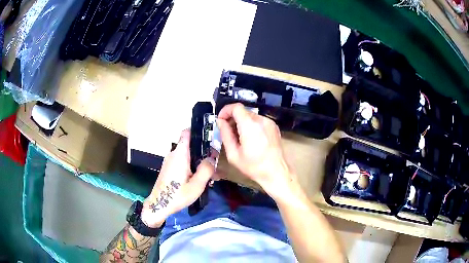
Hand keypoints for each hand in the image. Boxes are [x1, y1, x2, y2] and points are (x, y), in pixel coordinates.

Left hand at [141, 129, 214, 227]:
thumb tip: (212, 157)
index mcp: (180, 154)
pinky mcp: (168, 168)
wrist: (159, 205)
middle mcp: (173, 154)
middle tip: (215, 162)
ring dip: (198, 161)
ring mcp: (170, 161)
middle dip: (202, 151)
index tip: (209, 136)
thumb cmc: (177, 195)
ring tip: (210, 174)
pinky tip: (198, 179)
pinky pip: (182, 162)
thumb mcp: (196, 185)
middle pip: (189, 145)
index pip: (186, 133)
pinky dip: (191, 166)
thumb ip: (206, 170)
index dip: (197, 131)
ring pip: (186, 155)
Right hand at [217, 103, 295, 200]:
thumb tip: (220, 122)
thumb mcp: (233, 154)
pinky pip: (258, 121)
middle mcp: (261, 120)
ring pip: (250, 116)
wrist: (277, 172)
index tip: (221, 120)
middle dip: (233, 118)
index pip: (236, 107)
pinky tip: (250, 139)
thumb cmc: (254, 167)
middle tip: (228, 132)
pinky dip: (251, 125)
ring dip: (242, 122)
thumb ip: (225, 135)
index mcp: (250, 126)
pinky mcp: (274, 126)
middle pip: (243, 111)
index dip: (225, 111)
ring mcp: (269, 122)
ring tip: (239, 138)